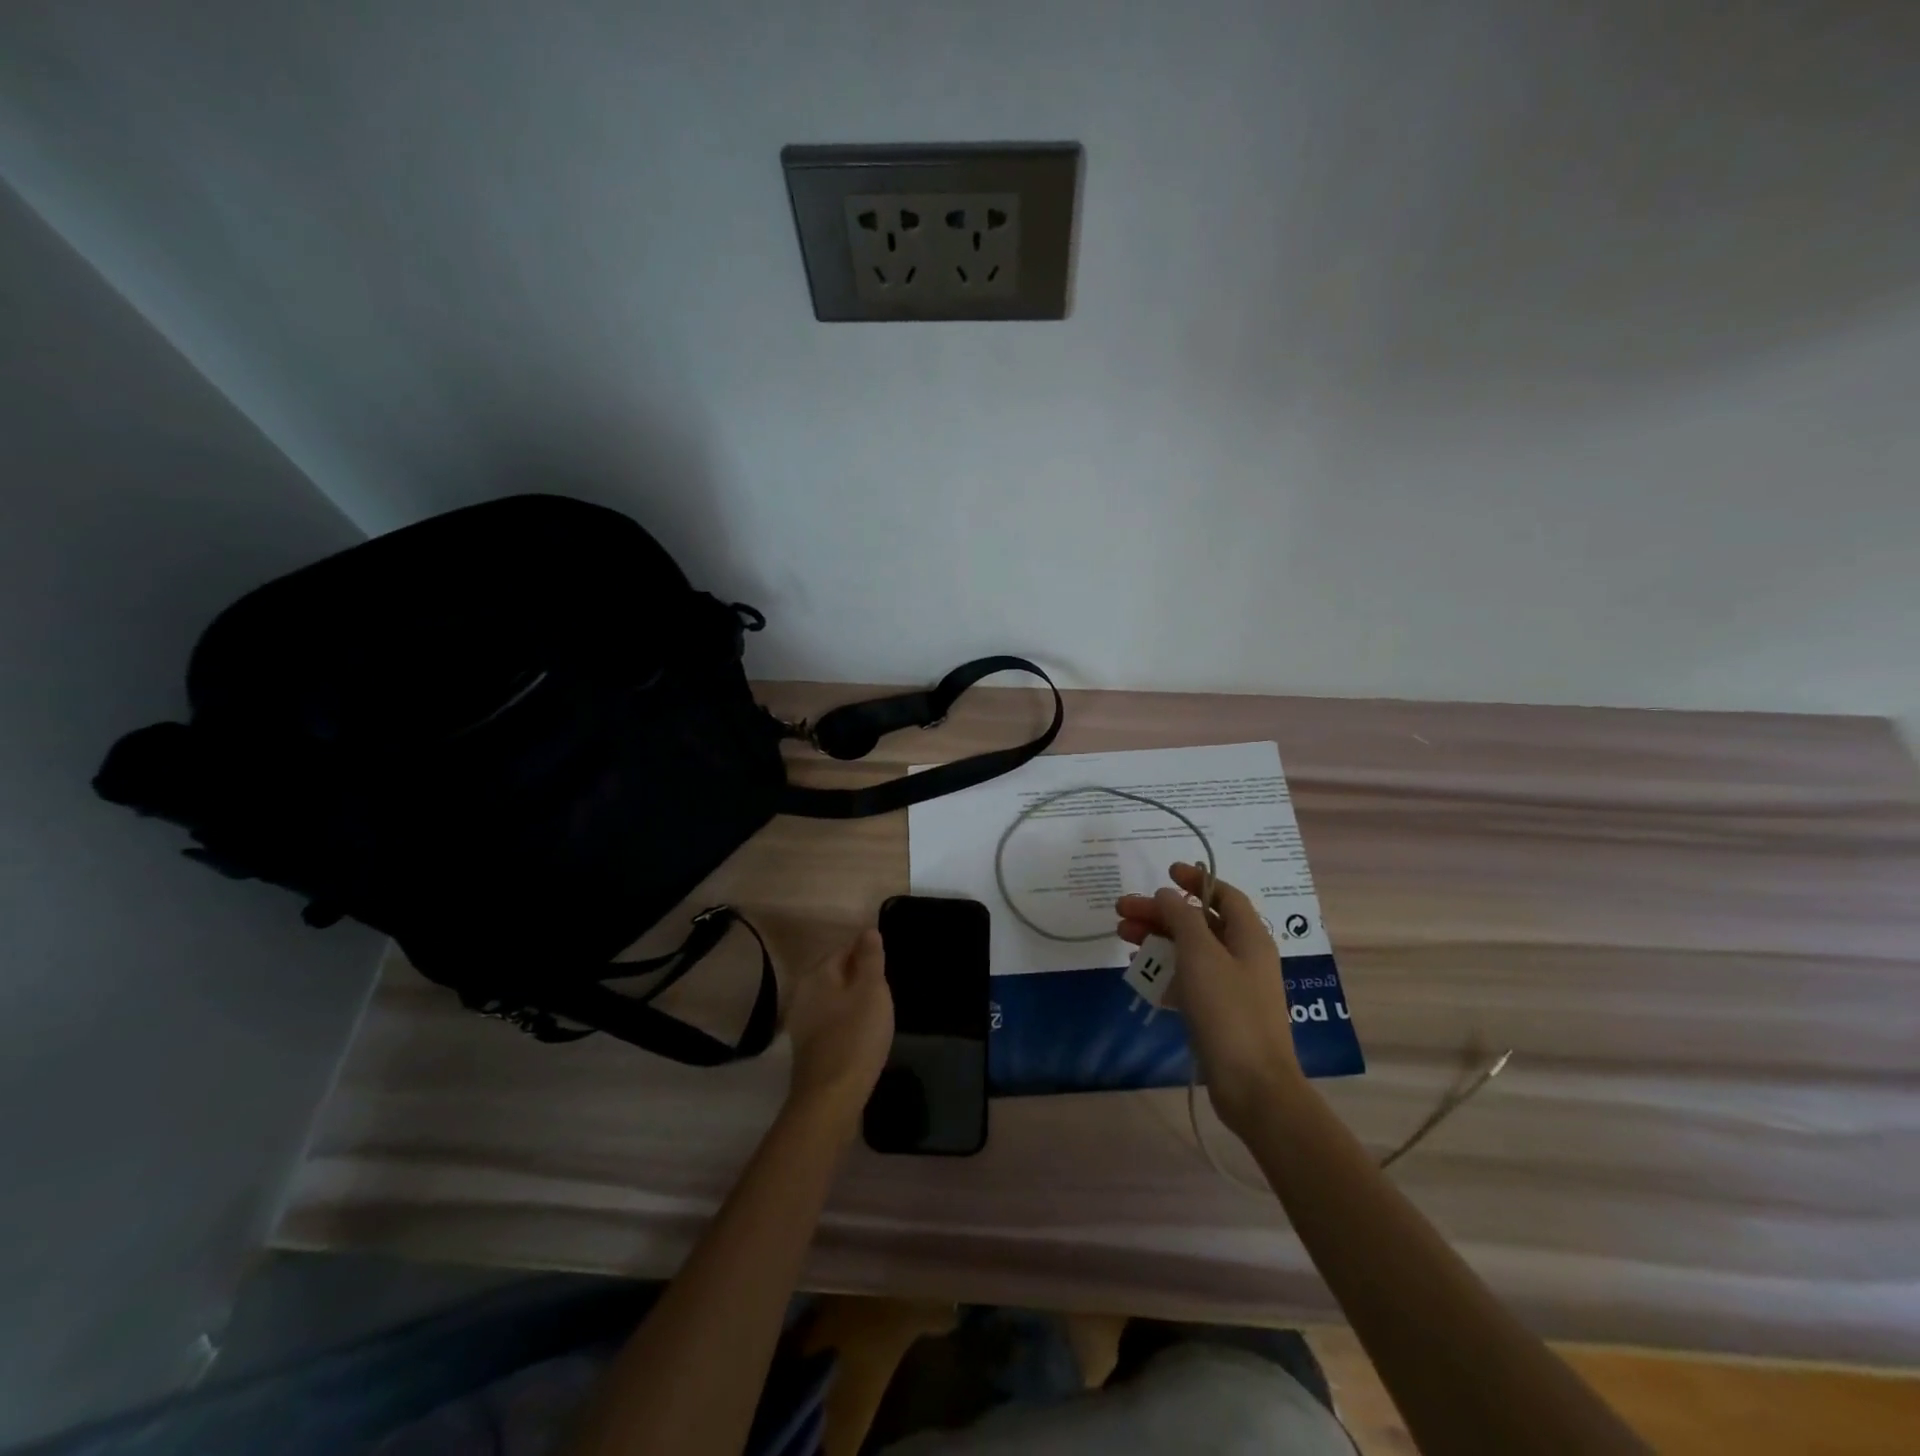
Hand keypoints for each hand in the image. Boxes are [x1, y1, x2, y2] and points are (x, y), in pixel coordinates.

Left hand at [782, 929, 893, 1127]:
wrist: (831, 1099)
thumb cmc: (856, 1037)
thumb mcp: (872, 991)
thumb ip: (870, 958)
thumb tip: (868, 931)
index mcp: (817, 974)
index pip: (845, 948)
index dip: (868, 952)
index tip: (888, 964)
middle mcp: (803, 993)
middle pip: (837, 973)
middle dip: (861, 976)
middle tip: (887, 989)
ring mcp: (802, 1022)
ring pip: (835, 999)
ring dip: (855, 1000)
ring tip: (880, 1010)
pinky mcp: (808, 1047)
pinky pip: (832, 1021)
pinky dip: (848, 1021)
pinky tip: (864, 1034)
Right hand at [1117, 863, 1302, 1132]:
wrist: (1253, 1086)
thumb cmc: (1228, 1010)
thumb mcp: (1200, 955)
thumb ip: (1182, 919)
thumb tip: (1168, 895)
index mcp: (1249, 937)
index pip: (1224, 895)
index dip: (1196, 881)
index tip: (1165, 872)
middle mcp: (1243, 957)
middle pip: (1199, 922)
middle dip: (1161, 913)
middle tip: (1122, 909)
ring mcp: (1232, 987)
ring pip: (1190, 951)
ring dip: (1157, 939)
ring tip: (1121, 936)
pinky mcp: (1219, 1014)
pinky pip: (1188, 980)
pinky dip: (1165, 970)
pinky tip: (1140, 972)